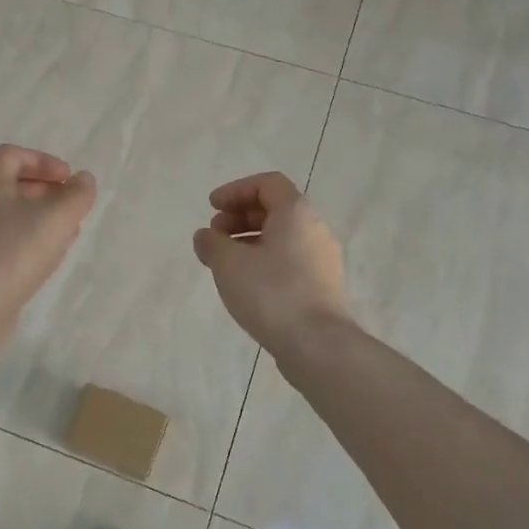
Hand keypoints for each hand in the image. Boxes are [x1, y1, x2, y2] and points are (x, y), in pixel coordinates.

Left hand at [0, 145, 96, 311]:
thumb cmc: (12, 251)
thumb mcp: (55, 218)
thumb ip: (76, 195)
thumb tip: (83, 180)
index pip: (12, 155)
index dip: (44, 162)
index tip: (70, 180)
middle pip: (7, 185)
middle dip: (43, 191)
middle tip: (70, 205)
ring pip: (5, 216)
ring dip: (37, 219)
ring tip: (65, 233)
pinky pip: (0, 243)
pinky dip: (24, 242)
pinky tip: (44, 260)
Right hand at [193, 172, 350, 350]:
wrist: (317, 345)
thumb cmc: (271, 293)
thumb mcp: (228, 263)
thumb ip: (212, 243)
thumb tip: (205, 237)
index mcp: (296, 213)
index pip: (267, 183)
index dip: (236, 190)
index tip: (212, 208)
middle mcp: (315, 229)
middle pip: (275, 209)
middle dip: (240, 216)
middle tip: (215, 234)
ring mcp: (322, 259)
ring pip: (282, 237)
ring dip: (250, 240)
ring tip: (224, 262)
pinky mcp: (322, 286)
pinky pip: (289, 260)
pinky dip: (264, 260)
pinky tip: (245, 283)